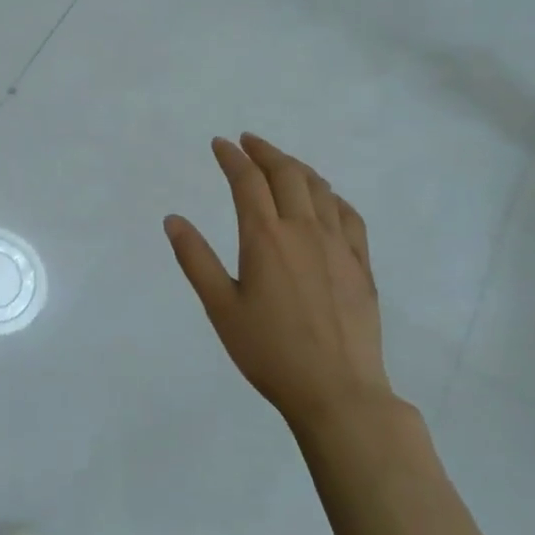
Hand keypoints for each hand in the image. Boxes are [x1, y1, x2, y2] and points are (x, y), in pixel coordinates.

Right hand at [164, 134, 393, 434]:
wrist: (338, 393)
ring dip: (297, 167)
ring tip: (281, 163)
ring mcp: (337, 246)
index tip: (220, 144)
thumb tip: (173, 219)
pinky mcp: (361, 265)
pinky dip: (331, 196)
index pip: (247, 181)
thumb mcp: (221, 307)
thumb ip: (195, 259)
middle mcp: (303, 230)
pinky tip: (325, 198)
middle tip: (248, 142)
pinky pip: (348, 215)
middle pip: (286, 174)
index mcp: (265, 237)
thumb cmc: (270, 352)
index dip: (232, 157)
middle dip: (265, 151)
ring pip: (319, 188)